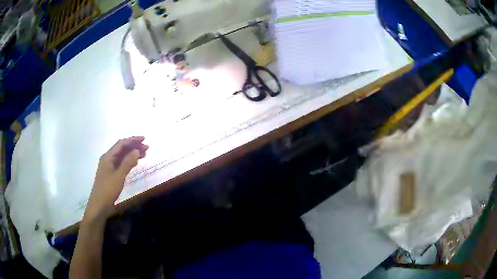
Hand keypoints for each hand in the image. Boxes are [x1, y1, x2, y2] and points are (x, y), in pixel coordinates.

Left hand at [84, 136, 147, 222]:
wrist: (99, 205)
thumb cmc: (108, 189)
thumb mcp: (119, 176)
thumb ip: (128, 162)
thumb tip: (136, 150)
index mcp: (108, 157)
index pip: (121, 144)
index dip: (133, 140)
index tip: (144, 139)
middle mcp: (108, 159)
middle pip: (122, 148)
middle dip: (134, 146)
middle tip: (147, 148)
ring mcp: (109, 166)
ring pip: (122, 156)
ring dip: (132, 154)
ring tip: (144, 155)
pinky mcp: (111, 174)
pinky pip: (121, 163)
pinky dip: (129, 161)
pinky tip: (135, 163)